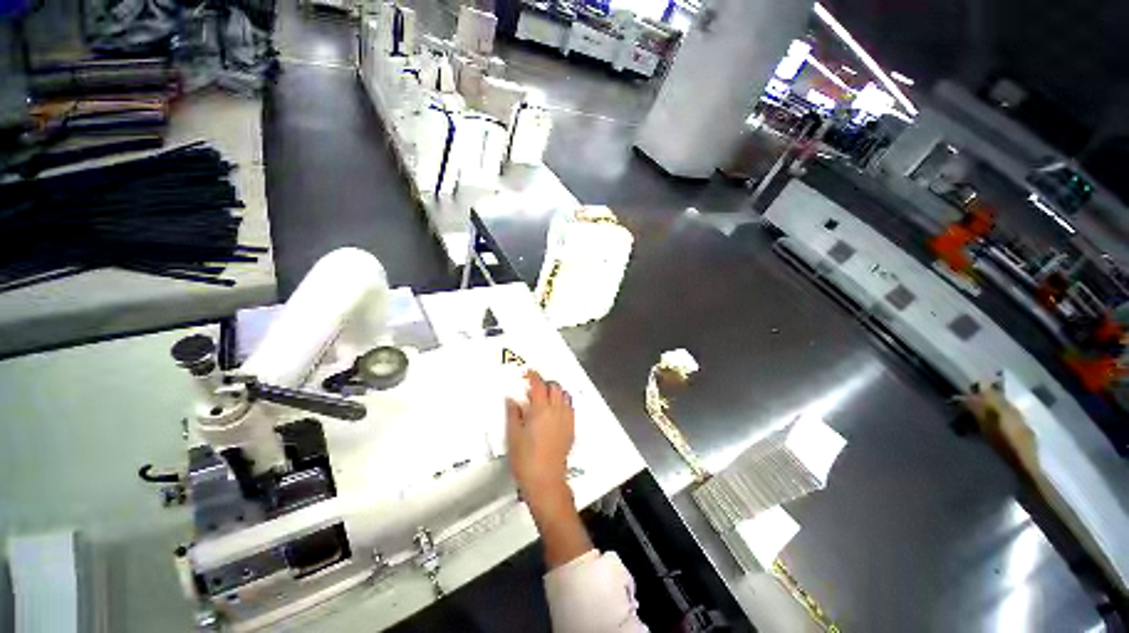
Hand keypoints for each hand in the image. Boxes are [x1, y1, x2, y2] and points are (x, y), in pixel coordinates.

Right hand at [506, 370, 574, 511]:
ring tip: (545, 398)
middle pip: (555, 387)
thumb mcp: (513, 435)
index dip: (534, 376)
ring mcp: (566, 419)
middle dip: (545, 383)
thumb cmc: (526, 459)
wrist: (546, 480)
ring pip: (564, 396)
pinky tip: (554, 411)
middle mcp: (556, 410)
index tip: (528, 373)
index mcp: (540, 410)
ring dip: (555, 391)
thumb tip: (512, 399)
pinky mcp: (571, 428)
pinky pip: (569, 408)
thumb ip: (513, 413)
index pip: (539, 385)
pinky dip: (562, 403)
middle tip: (534, 388)